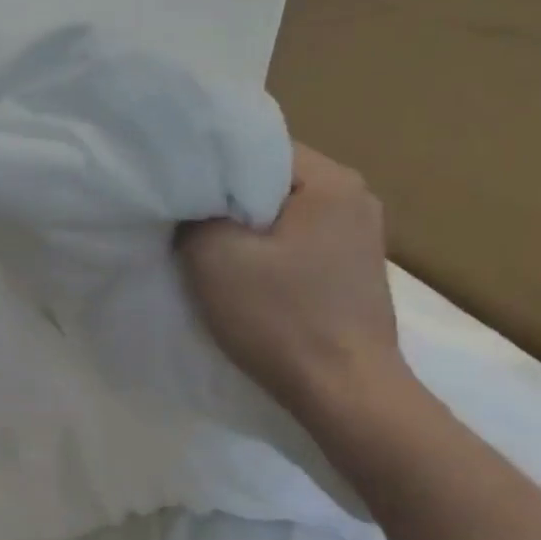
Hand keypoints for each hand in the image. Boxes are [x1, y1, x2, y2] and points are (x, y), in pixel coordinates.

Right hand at [175, 144, 407, 418]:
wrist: (344, 392)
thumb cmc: (280, 318)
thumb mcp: (215, 258)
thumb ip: (195, 214)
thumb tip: (189, 200)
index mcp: (331, 182)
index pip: (257, 147)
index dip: (210, 165)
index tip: (179, 189)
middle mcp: (356, 198)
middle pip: (271, 181)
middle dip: (227, 199)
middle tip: (185, 220)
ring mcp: (361, 236)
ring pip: (283, 213)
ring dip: (246, 227)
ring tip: (210, 248)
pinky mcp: (354, 269)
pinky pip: (299, 241)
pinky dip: (268, 249)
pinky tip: (245, 272)